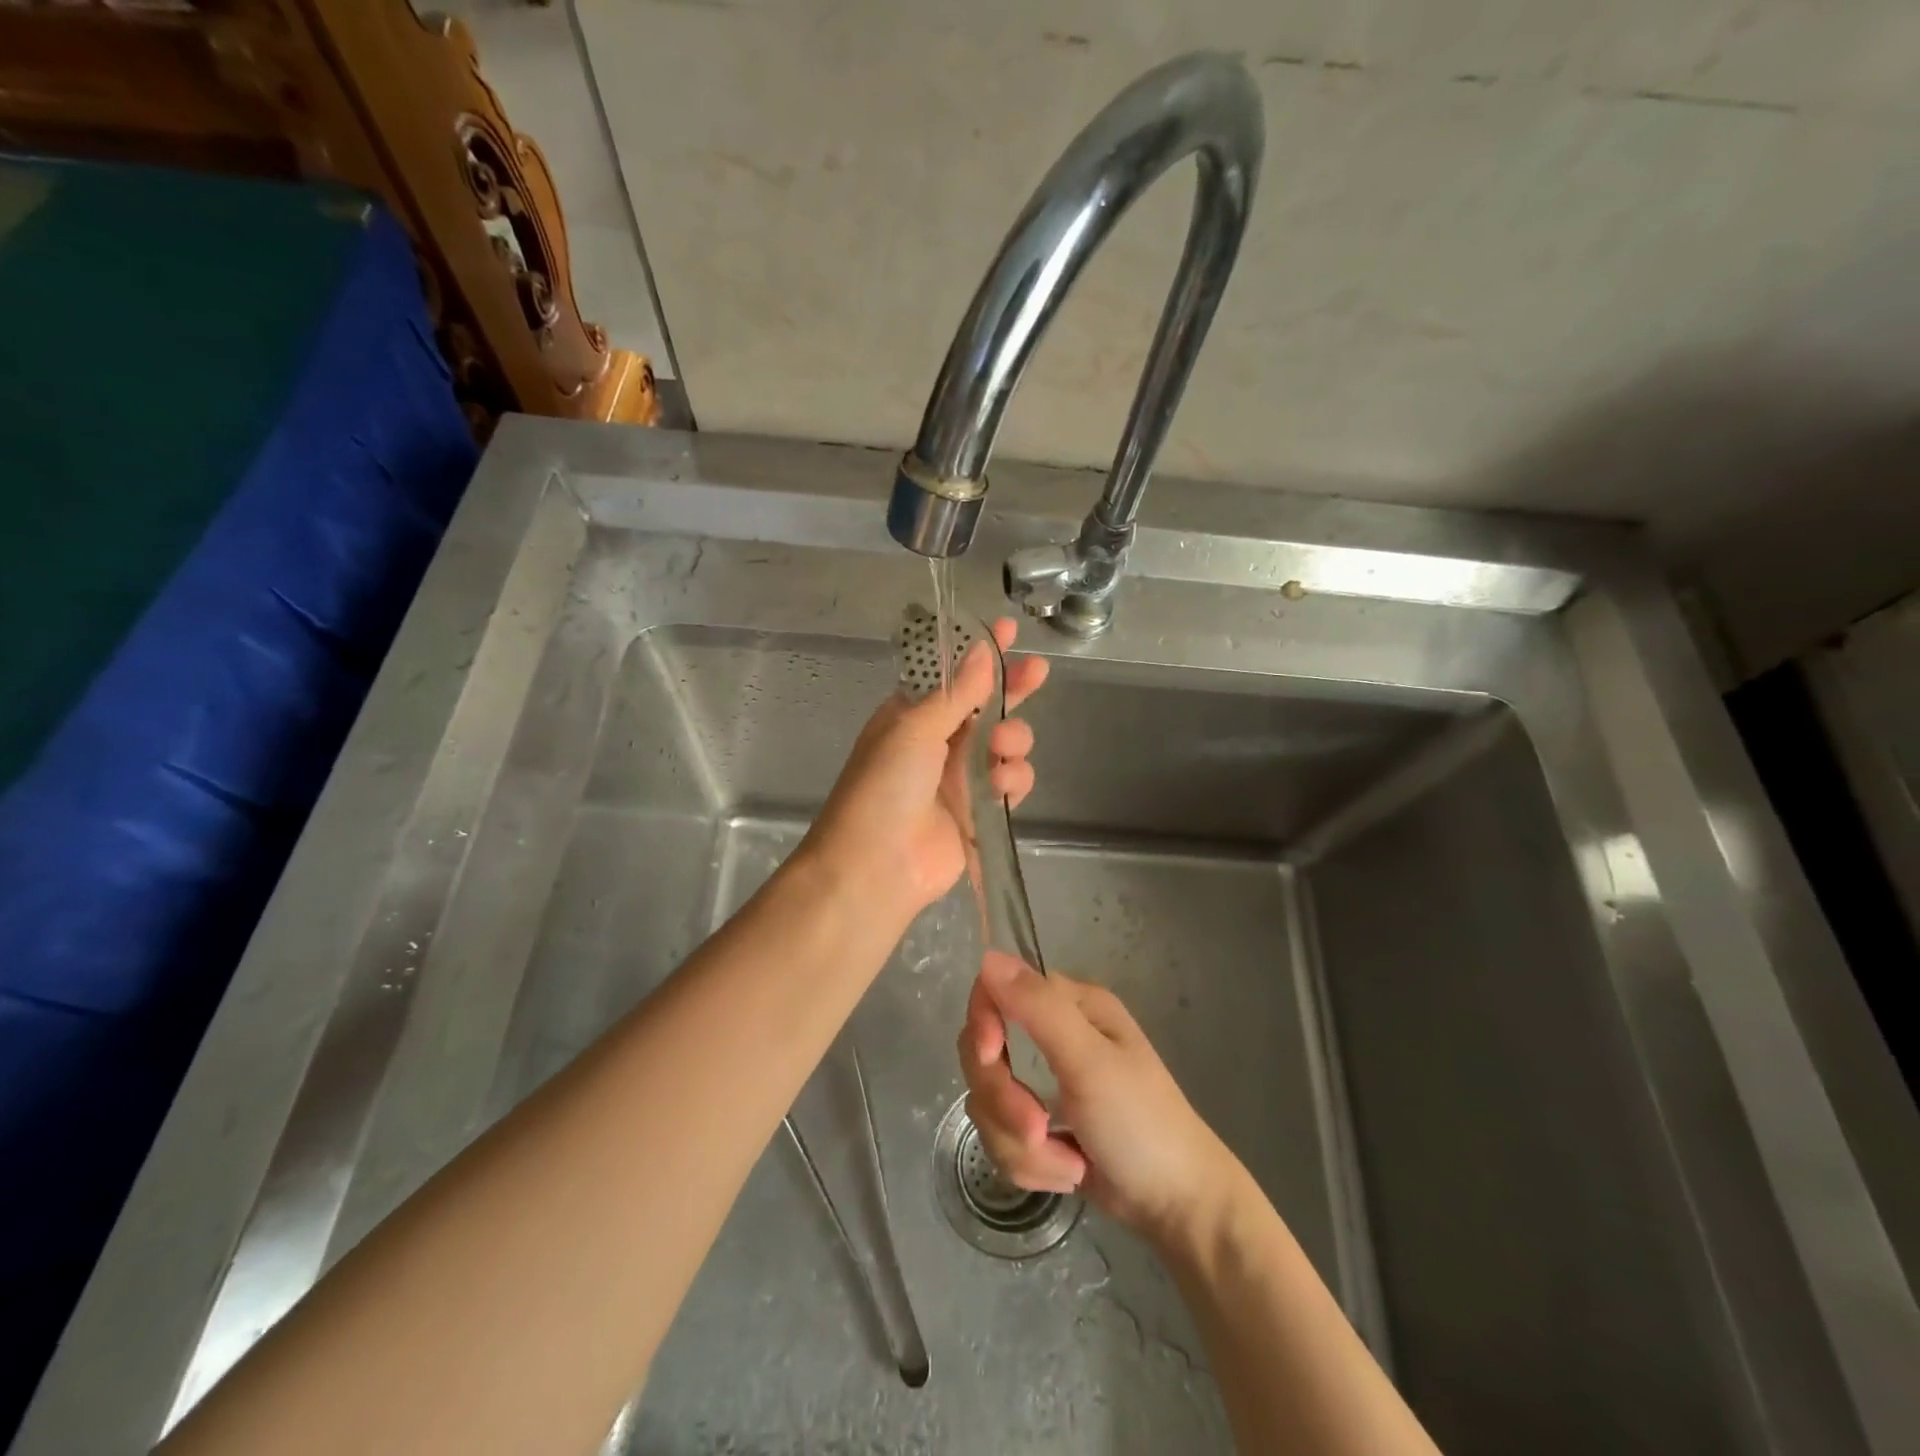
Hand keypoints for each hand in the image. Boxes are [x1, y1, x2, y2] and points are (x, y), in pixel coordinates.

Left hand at [799, 618, 1047, 925]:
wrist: (875, 867)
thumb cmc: (884, 787)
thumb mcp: (914, 729)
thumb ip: (956, 693)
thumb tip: (982, 649)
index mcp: (912, 715)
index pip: (952, 675)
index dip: (979, 653)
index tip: (1007, 630)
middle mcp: (938, 741)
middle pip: (986, 705)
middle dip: (1012, 688)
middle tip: (1038, 672)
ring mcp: (960, 777)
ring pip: (1006, 743)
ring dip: (1013, 739)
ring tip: (1001, 749)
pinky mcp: (980, 811)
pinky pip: (1011, 783)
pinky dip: (1013, 780)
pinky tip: (1002, 786)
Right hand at [960, 953, 1243, 1247]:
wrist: (1178, 1208)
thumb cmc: (1142, 1124)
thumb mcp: (1089, 1062)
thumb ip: (1038, 1008)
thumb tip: (988, 956)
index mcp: (1070, 1005)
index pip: (995, 991)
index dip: (982, 1024)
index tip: (990, 1057)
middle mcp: (1054, 1033)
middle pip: (984, 1055)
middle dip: (1005, 1102)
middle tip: (1038, 1129)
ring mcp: (1045, 1080)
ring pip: (989, 1104)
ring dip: (1022, 1145)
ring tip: (1069, 1164)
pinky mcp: (1040, 1123)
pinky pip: (1002, 1135)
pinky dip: (1029, 1163)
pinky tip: (1067, 1172)